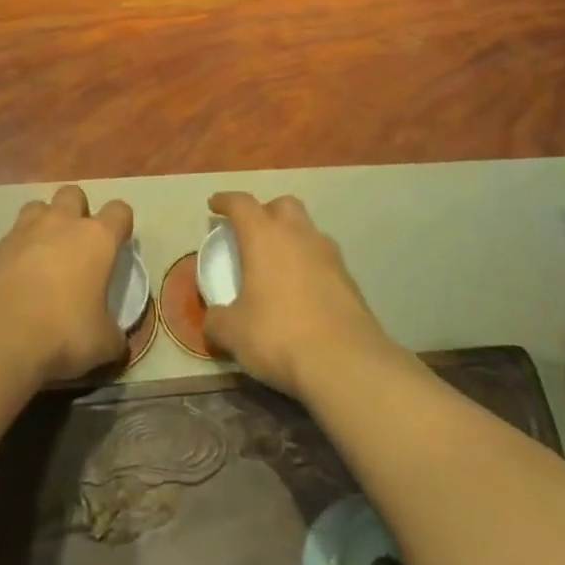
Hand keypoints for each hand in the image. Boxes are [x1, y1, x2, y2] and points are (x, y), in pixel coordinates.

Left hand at [0, 185, 132, 385]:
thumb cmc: (62, 333)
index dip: (121, 224)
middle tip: (77, 244)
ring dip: (43, 224)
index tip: (119, 244)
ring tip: (43, 254)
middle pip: (72, 194)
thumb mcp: (103, 345)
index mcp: (95, 239)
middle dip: (77, 211)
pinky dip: (13, 255)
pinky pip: (7, 242)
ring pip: (36, 208)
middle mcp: (59, 224)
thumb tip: (116, 341)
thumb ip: (113, 335)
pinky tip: (12, 282)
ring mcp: (20, 233)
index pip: (119, 211)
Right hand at [202, 192, 393, 399]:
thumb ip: (217, 319)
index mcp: (264, 237)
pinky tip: (302, 291)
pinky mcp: (350, 280)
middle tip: (252, 232)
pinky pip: (324, 259)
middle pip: (283, 205)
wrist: (346, 363)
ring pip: (308, 230)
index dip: (225, 200)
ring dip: (291, 238)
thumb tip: (214, 318)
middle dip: (265, 211)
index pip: (241, 204)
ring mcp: (330, 255)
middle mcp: (299, 235)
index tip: (214, 204)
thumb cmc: (278, 335)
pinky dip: (309, 265)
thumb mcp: (233, 332)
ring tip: (278, 263)